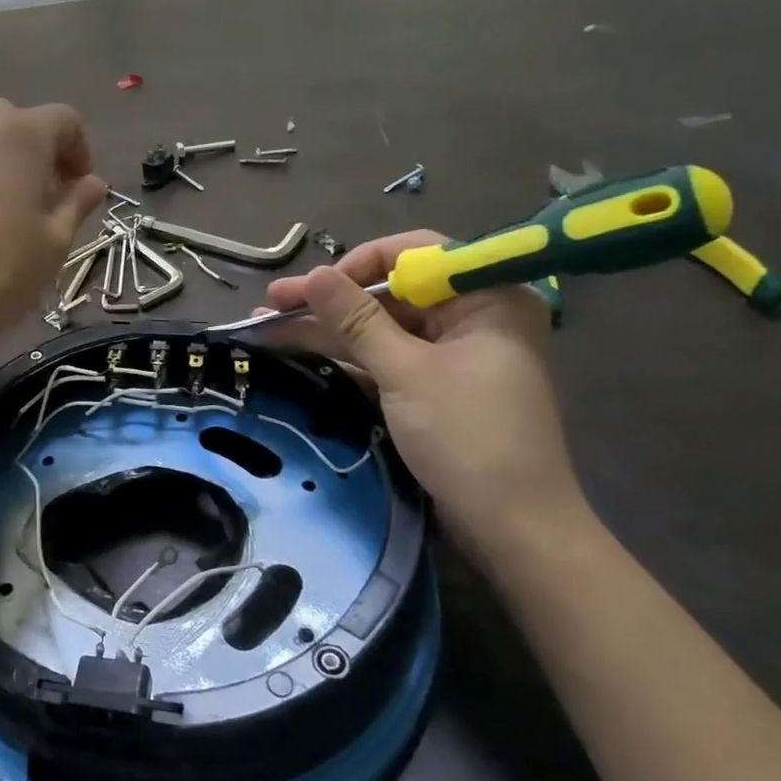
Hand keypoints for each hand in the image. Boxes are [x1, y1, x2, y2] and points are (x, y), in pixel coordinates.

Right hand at [264, 231, 588, 565]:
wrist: (512, 527)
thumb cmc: (467, 436)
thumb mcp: (405, 371)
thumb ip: (356, 319)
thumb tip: (312, 274)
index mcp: (486, 297)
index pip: (416, 253)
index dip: (358, 264)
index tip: (313, 286)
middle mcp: (472, 317)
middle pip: (392, 293)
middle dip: (331, 300)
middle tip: (272, 304)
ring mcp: (453, 355)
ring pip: (382, 328)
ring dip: (328, 330)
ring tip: (268, 328)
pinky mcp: (435, 387)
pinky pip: (386, 359)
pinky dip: (347, 358)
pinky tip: (300, 354)